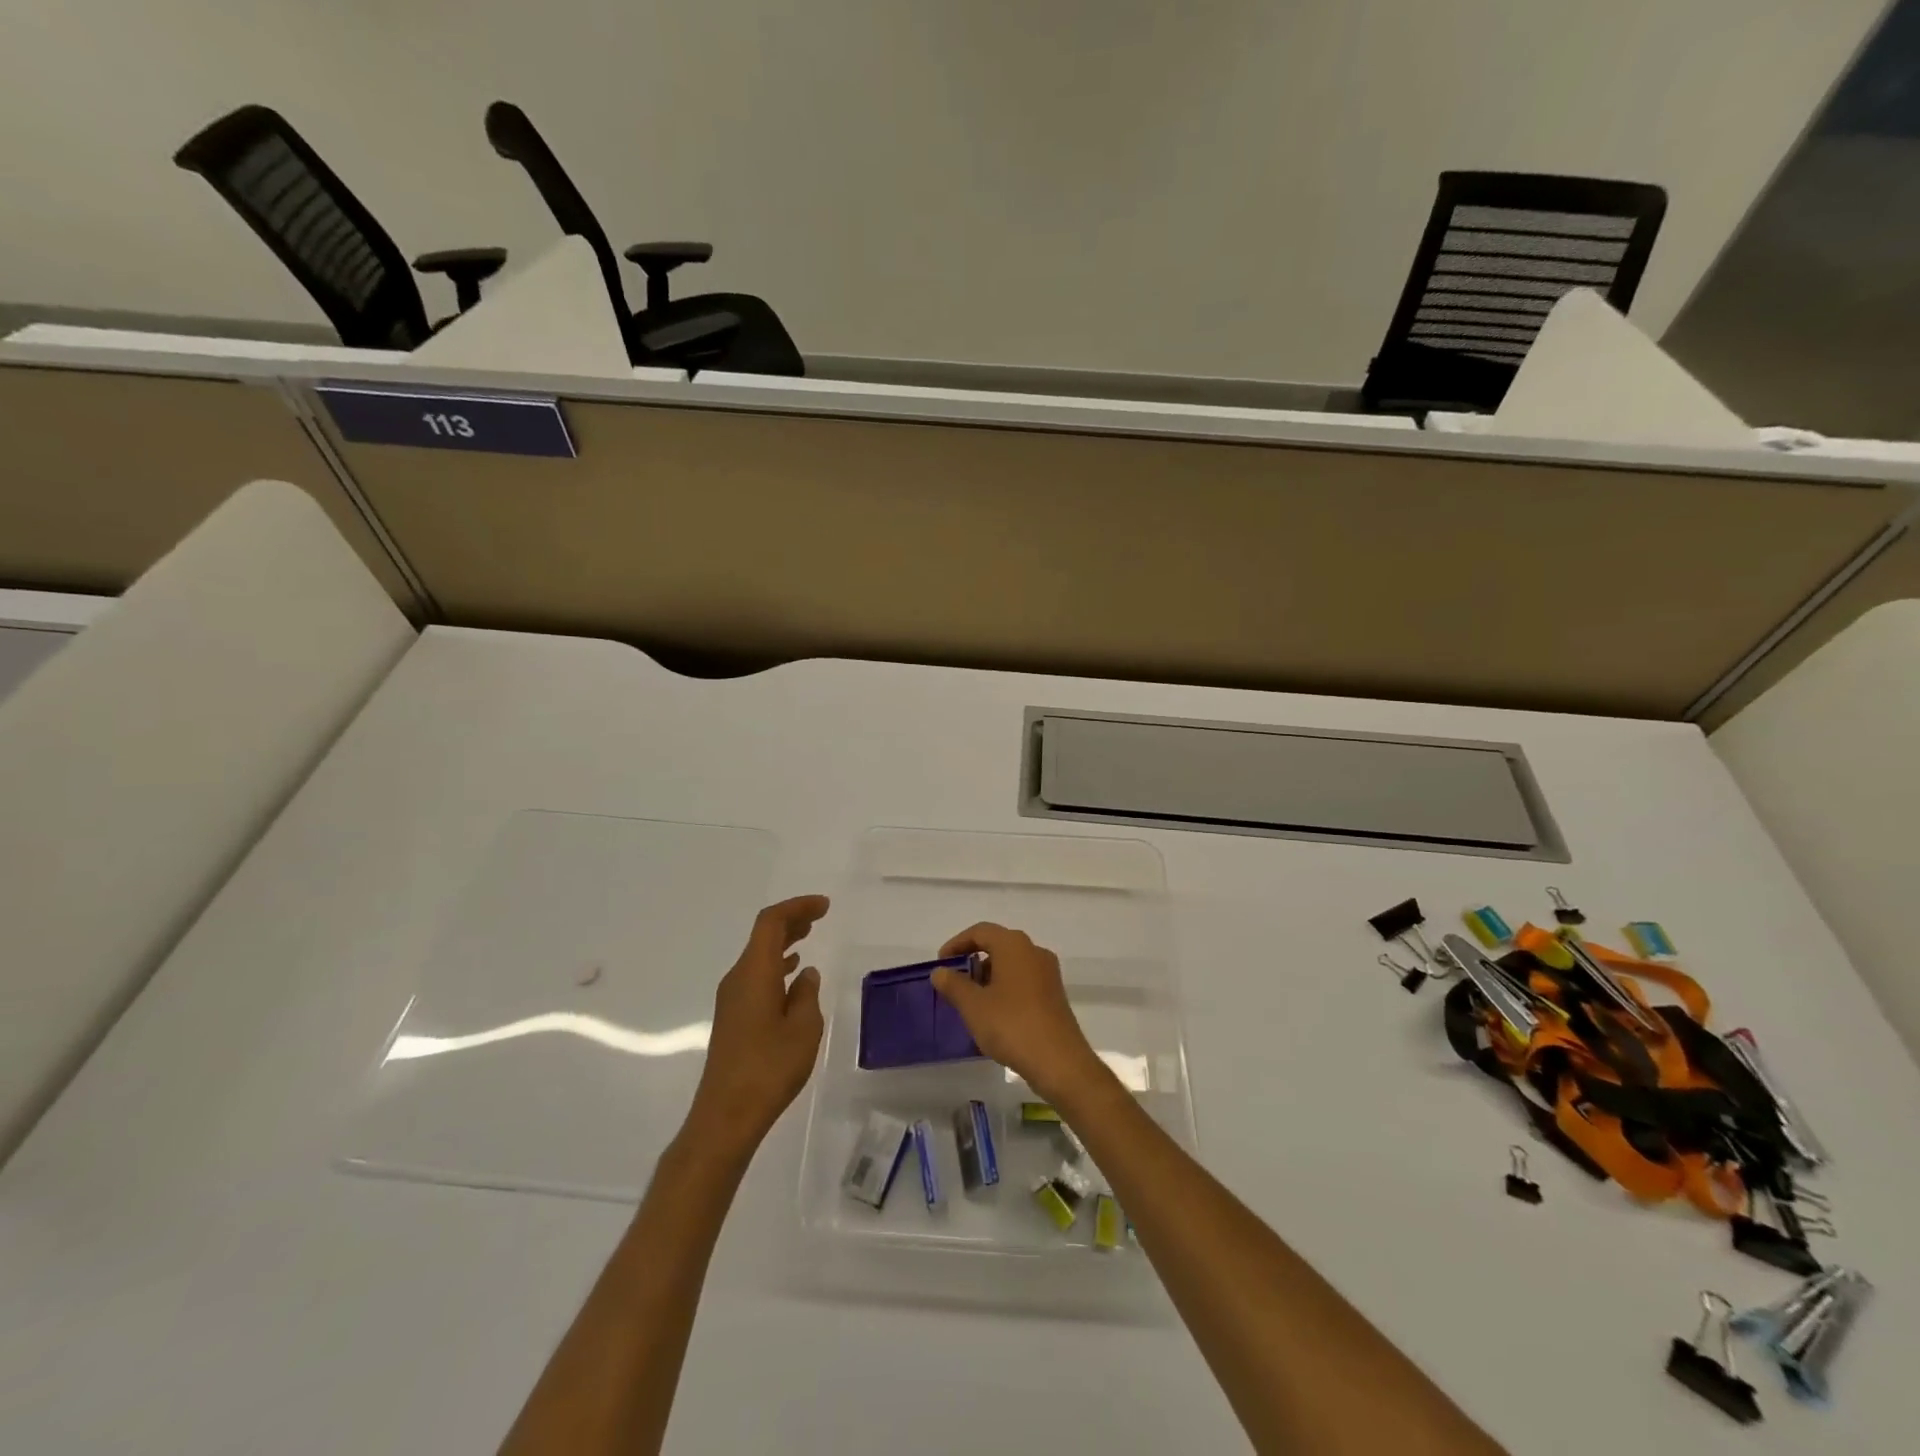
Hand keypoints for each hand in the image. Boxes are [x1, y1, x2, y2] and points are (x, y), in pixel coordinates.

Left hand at [683, 895, 829, 1160]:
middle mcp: (737, 979)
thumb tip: (805, 974)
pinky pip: (755, 976)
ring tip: (808, 937)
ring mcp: (731, 999)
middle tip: (819, 915)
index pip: (771, 922)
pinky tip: (792, 976)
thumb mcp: (803, 1028)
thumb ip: (806, 994)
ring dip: (783, 942)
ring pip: (757, 956)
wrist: (726, 1116)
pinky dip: (775, 966)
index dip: (797, 907)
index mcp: (754, 973)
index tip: (824, 906)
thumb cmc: (769, 1068)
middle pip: (762, 936)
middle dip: (790, 920)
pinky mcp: (732, 1018)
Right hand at [929, 923, 1106, 1104]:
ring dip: (989, 976)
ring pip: (1011, 964)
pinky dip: (1005, 988)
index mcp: (1014, 945)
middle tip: (954, 983)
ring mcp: (1048, 973)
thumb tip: (940, 971)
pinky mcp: (1054, 994)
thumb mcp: (974, 1006)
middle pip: (997, 945)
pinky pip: (1023, 980)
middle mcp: (1034, 951)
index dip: (957, 944)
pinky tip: (994, 1014)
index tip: (941, 963)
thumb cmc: (1011, 1026)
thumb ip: (953, 984)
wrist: (1059, 1062)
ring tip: (971, 1001)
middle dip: (973, 961)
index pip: (980, 931)